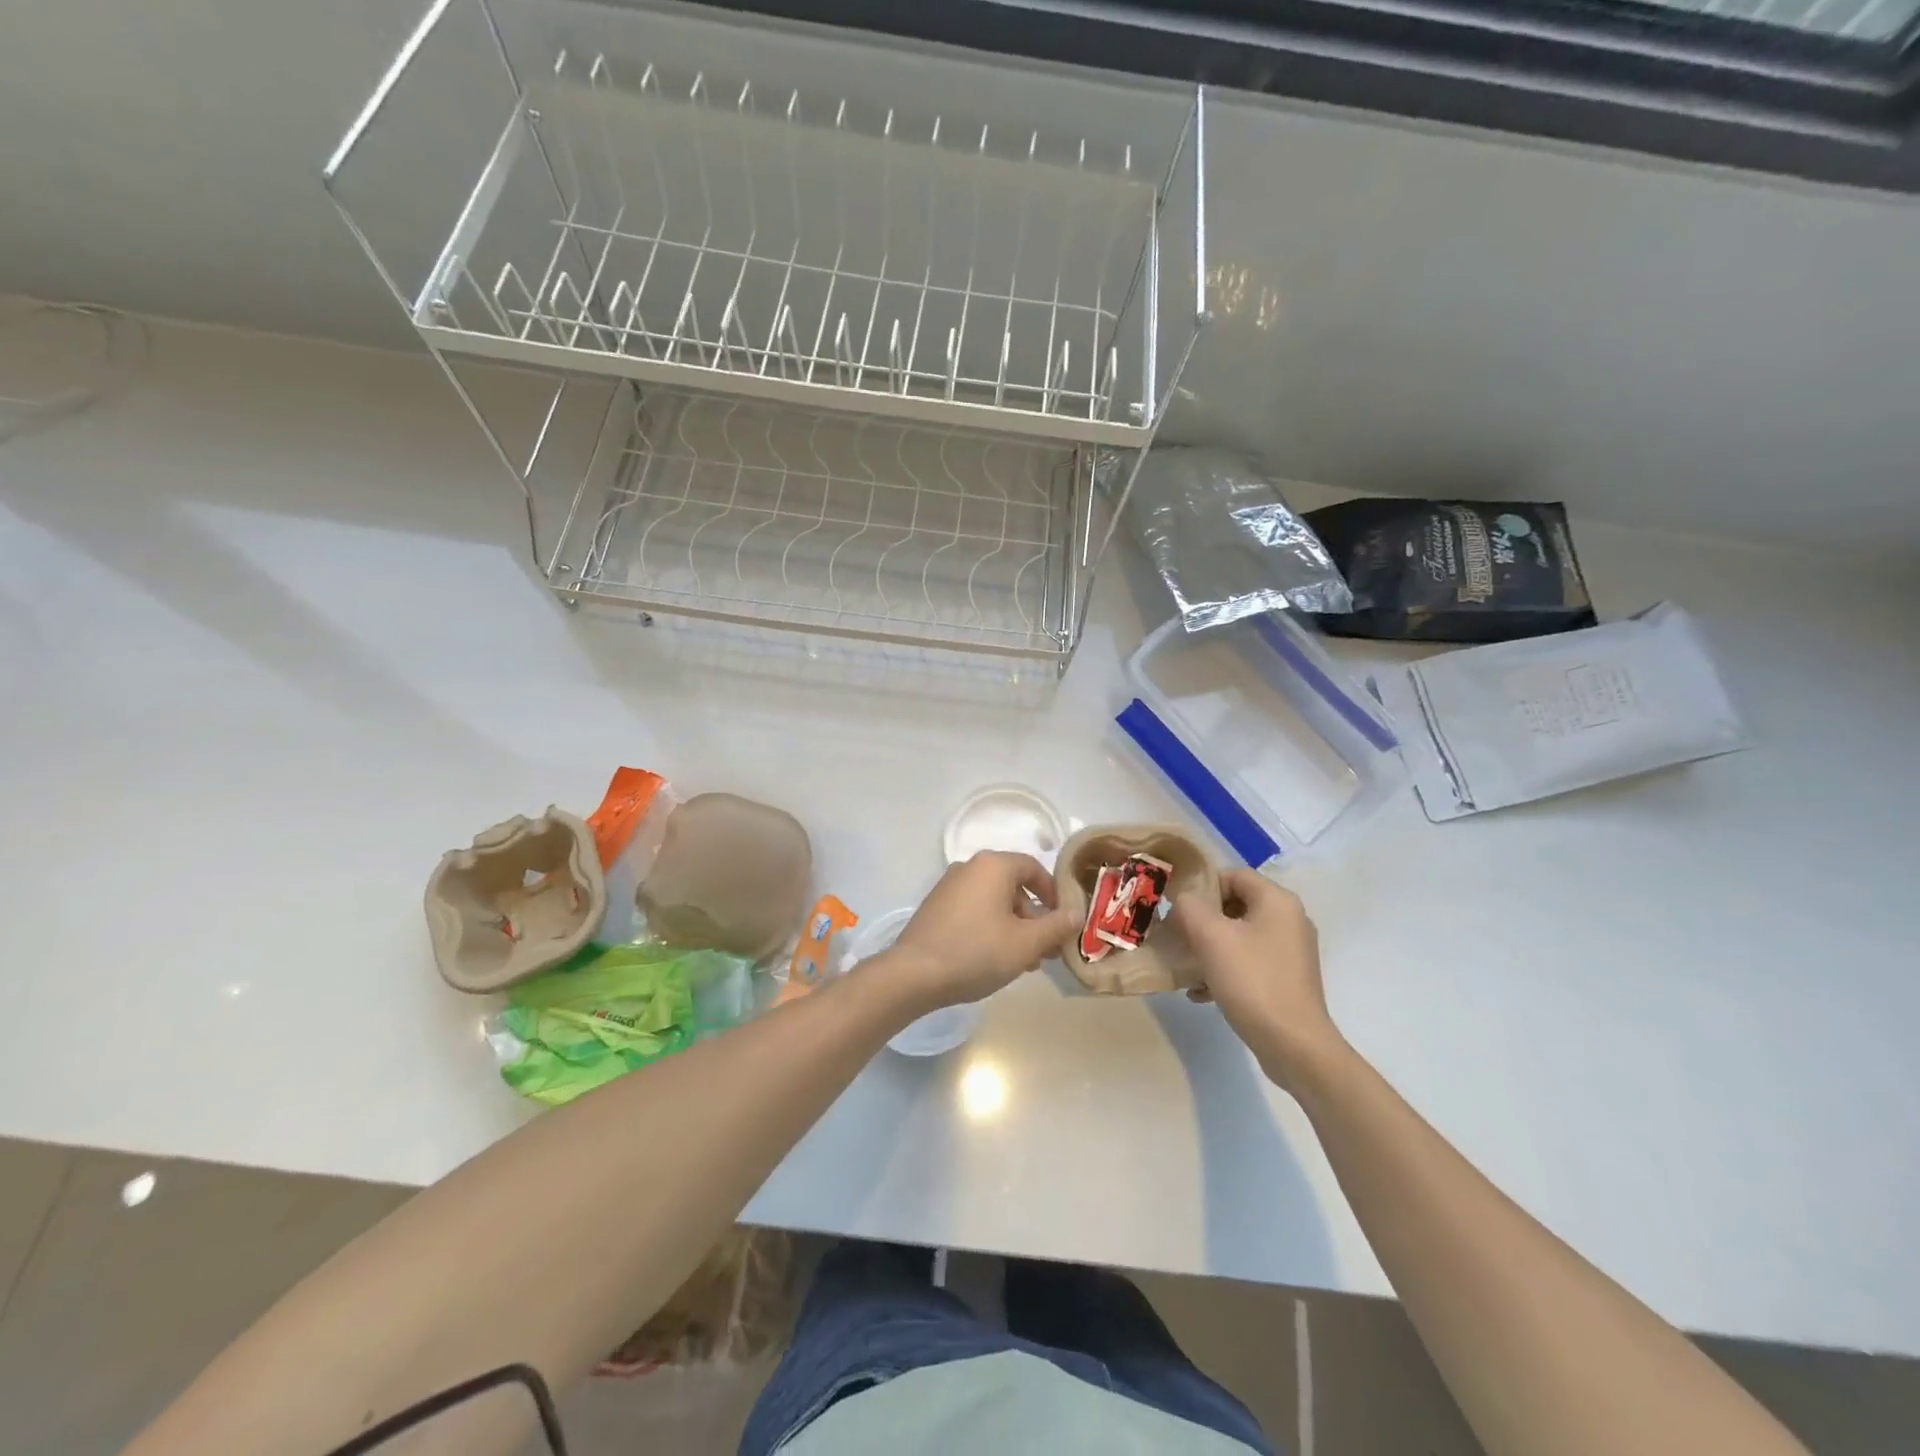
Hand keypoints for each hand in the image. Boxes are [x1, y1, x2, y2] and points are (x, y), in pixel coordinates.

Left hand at [884, 852, 1076, 1012]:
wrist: (914, 973)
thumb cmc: (977, 952)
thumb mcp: (1026, 943)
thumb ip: (1056, 925)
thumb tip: (1076, 912)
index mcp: (993, 865)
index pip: (1034, 868)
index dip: (1054, 894)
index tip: (1063, 922)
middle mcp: (969, 867)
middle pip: (1013, 886)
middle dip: (1034, 917)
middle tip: (1046, 950)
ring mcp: (949, 886)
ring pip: (993, 900)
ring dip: (1014, 926)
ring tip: (1024, 962)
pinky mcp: (936, 906)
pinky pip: (973, 909)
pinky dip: (990, 927)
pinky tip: (994, 958)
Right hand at [1175, 868, 1343, 1089]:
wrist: (1294, 1046)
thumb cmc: (1252, 981)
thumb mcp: (1210, 937)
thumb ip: (1190, 907)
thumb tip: (1182, 900)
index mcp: (1277, 901)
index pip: (1233, 875)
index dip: (1202, 887)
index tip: (1178, 909)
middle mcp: (1289, 919)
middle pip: (1235, 905)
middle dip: (1202, 920)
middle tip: (1178, 937)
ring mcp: (1291, 951)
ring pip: (1239, 936)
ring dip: (1210, 947)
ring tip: (1186, 967)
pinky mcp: (1288, 978)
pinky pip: (1249, 961)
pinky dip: (1225, 969)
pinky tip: (1202, 992)